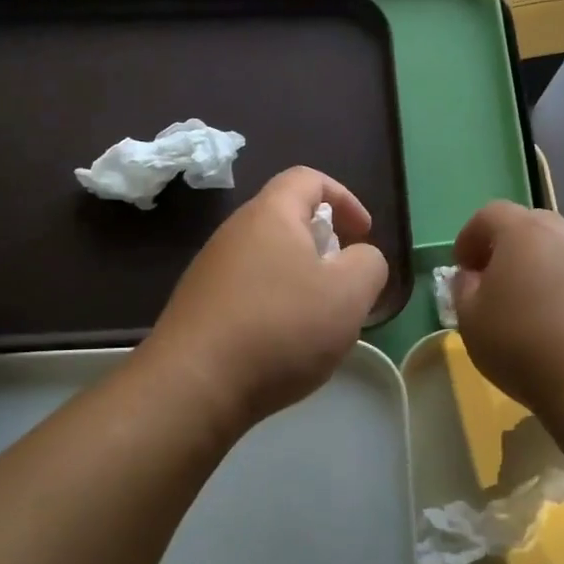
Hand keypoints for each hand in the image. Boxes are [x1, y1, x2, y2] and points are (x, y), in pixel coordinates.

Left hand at [142, 167, 388, 432]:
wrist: (194, 385)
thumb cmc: (280, 327)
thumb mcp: (349, 294)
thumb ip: (368, 264)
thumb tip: (359, 259)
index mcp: (270, 214)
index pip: (309, 179)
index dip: (344, 199)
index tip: (363, 235)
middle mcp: (234, 233)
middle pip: (287, 221)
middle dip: (324, 247)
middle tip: (344, 284)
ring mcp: (210, 270)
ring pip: (269, 261)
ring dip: (300, 282)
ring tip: (318, 323)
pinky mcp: (199, 307)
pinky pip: (248, 293)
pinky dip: (275, 307)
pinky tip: (283, 347)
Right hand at [451, 201, 563, 419]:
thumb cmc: (519, 342)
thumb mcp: (469, 318)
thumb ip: (463, 288)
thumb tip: (472, 276)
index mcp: (523, 231)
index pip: (490, 214)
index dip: (470, 236)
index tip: (462, 267)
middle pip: (530, 225)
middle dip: (508, 247)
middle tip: (495, 281)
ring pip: (562, 250)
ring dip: (542, 267)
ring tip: (532, 305)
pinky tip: (562, 324)